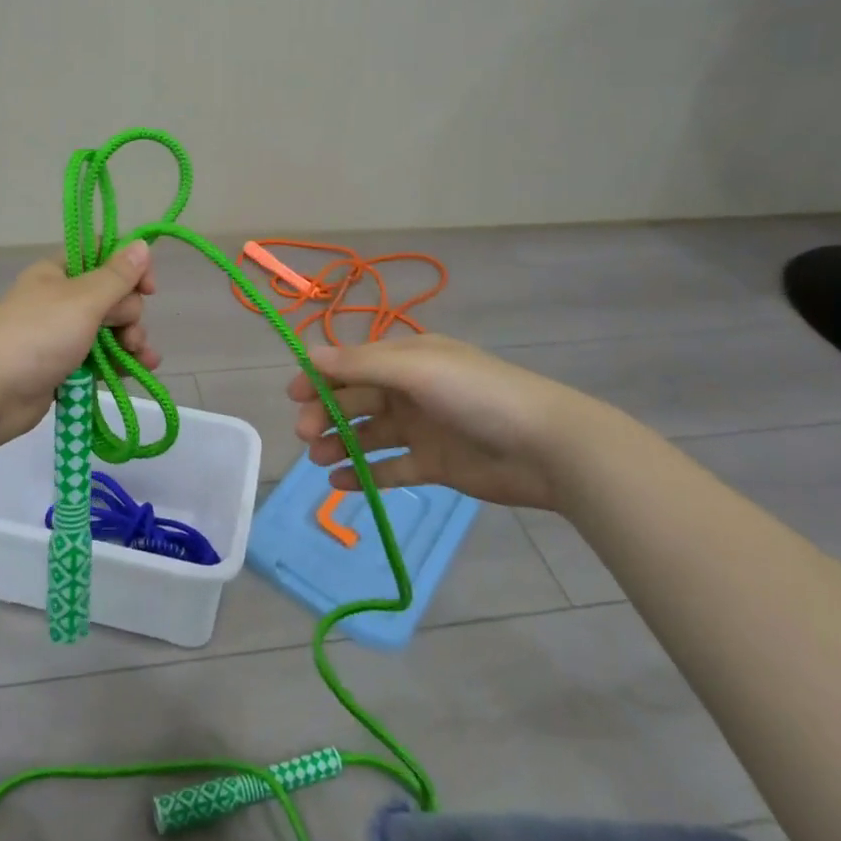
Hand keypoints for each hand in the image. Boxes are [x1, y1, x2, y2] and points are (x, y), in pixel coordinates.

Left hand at [0, 242, 158, 450]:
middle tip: (125, 331)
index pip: (103, 256)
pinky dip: (120, 363)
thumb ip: (117, 276)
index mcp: (59, 273)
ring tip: (138, 356)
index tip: (148, 288)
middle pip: (112, 296)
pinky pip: (100, 360)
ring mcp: (62, 336)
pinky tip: (141, 370)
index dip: (130, 268)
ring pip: (110, 331)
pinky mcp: (64, 369)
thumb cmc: (37, 335)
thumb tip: (141, 244)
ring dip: (131, 340)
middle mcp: (62, 300)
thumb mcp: (83, 299)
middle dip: (130, 313)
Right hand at [289, 333, 615, 510]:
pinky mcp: (435, 465)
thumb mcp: (417, 369)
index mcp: (409, 358)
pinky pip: (391, 467)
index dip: (321, 378)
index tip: (292, 397)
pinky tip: (340, 485)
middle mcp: (412, 389)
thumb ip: (361, 364)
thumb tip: (309, 355)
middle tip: (307, 436)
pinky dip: (365, 474)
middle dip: (327, 414)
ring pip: (369, 434)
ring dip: (341, 444)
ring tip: (319, 461)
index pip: (353, 364)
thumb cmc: (477, 395)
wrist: (547, 447)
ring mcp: (423, 428)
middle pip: (357, 400)